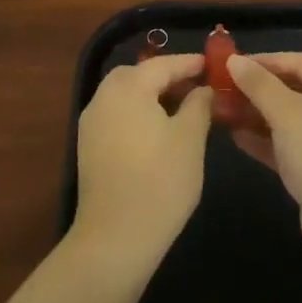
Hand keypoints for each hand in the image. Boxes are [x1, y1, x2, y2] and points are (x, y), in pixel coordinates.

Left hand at [70, 51, 212, 272]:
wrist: (114, 239)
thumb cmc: (159, 182)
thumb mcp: (190, 139)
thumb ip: (199, 105)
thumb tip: (203, 89)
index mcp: (129, 87)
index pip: (163, 64)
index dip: (190, 63)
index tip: (213, 65)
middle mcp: (104, 96)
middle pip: (139, 74)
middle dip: (167, 76)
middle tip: (196, 87)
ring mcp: (91, 122)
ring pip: (125, 94)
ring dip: (151, 95)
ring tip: (182, 110)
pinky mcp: (88, 146)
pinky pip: (116, 115)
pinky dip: (137, 113)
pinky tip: (158, 132)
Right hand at [223, 52, 301, 259]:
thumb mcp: (286, 112)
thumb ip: (259, 84)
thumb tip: (234, 60)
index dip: (266, 61)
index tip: (233, 63)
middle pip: (297, 89)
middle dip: (259, 91)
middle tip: (225, 89)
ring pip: (292, 119)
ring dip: (259, 115)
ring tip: (225, 112)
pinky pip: (293, 145)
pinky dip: (268, 140)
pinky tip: (237, 137)